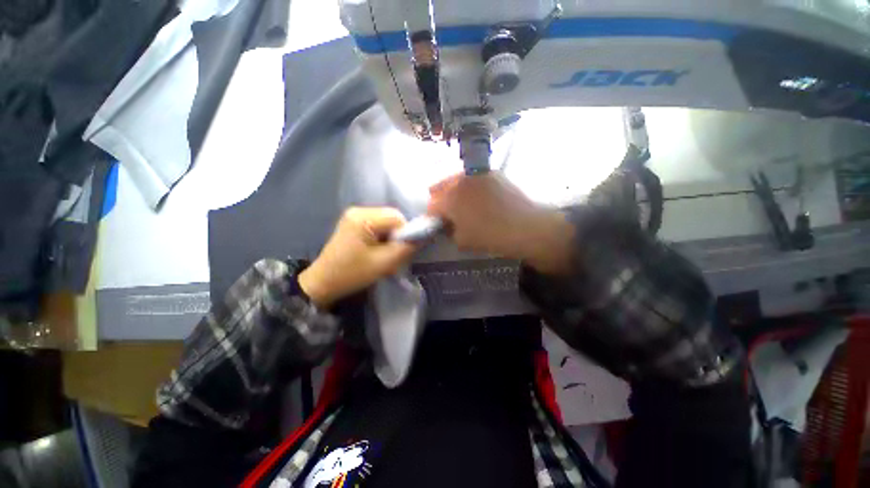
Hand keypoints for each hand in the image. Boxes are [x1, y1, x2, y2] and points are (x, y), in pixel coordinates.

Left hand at [298, 207, 416, 307]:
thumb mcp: (384, 263)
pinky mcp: (354, 223)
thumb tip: (424, 236)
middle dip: (397, 236)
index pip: (397, 217)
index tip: (401, 252)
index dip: (404, 233)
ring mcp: (354, 216)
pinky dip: (383, 238)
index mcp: (363, 218)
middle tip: (393, 255)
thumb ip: (406, 248)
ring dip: (391, 238)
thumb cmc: (352, 274)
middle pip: (392, 218)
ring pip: (386, 222)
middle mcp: (358, 210)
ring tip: (384, 255)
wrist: (323, 284)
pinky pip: (378, 226)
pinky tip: (377, 251)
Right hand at [427, 174, 574, 273]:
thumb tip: (447, 224)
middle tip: (446, 211)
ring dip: (453, 190)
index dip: (432, 216)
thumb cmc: (490, 236)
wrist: (525, 227)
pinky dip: (470, 186)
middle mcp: (460, 180)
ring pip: (456, 179)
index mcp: (449, 199)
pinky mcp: (493, 173)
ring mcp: (477, 174)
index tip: (436, 222)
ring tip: (461, 202)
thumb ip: (449, 231)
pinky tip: (478, 197)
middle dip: (439, 199)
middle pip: (440, 186)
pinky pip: (474, 178)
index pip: (432, 206)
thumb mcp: (462, 241)